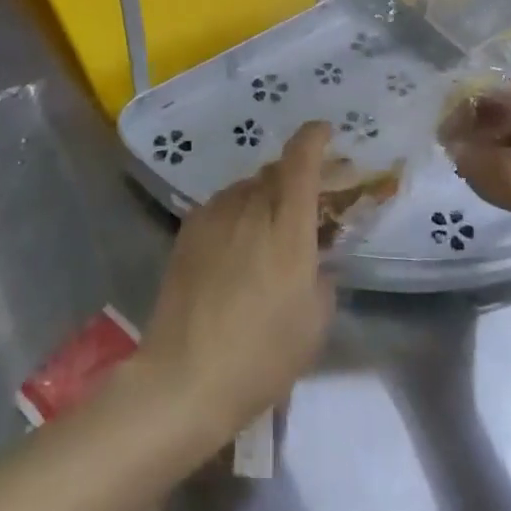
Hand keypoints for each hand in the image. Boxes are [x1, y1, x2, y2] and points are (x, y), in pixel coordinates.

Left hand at [138, 122, 335, 442]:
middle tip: (304, 203)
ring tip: (267, 232)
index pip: (302, 159)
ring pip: (247, 188)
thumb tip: (314, 259)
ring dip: (264, 198)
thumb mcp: (315, 322)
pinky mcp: (189, 229)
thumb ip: (323, 276)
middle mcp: (250, 206)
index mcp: (287, 225)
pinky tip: (236, 248)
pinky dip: (238, 214)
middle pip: (275, 171)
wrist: (184, 377)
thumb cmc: (261, 356)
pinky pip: (223, 206)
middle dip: (294, 177)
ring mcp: (215, 214)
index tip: (326, 133)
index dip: (315, 137)